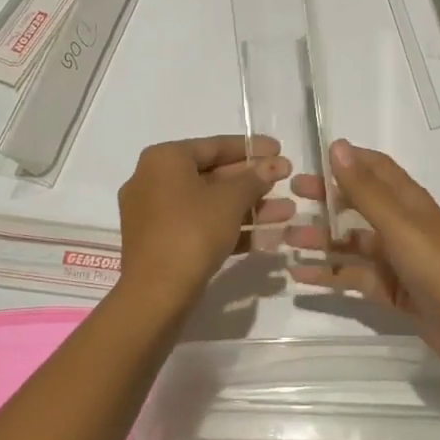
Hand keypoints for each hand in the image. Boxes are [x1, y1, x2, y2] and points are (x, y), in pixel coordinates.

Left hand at [116, 135, 292, 315]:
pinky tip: (266, 236)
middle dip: (253, 181)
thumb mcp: (229, 201)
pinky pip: (201, 225)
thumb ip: (254, 178)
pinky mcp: (162, 242)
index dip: (251, 148)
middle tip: (286, 181)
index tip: (280, 150)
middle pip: (212, 175)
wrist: (155, 294)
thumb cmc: (192, 232)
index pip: (214, 146)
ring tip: (287, 212)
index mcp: (164, 160)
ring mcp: (155, 214)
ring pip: (210, 204)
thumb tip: (275, 165)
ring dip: (248, 207)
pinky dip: (230, 227)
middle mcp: (153, 180)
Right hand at [288, 140, 439, 381]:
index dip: (347, 160)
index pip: (375, 168)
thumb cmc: (437, 265)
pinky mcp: (390, 289)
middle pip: (358, 204)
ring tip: (285, 240)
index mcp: (408, 201)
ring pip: (351, 242)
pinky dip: (328, 273)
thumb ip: (364, 189)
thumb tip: (337, 146)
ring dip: (320, 239)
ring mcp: (395, 258)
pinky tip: (299, 275)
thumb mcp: (398, 223)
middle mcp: (401, 224)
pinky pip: (353, 276)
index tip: (310, 159)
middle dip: (325, 199)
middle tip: (288, 199)